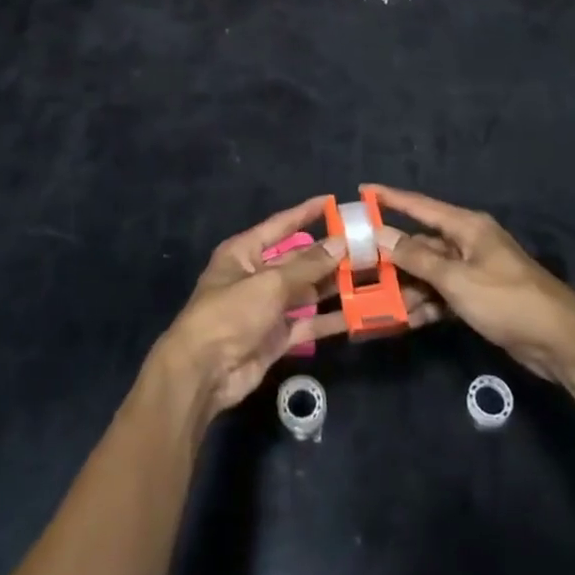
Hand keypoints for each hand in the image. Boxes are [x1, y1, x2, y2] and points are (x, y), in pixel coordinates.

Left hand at [153, 198, 442, 417]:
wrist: (204, 372)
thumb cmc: (230, 313)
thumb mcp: (269, 283)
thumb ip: (307, 265)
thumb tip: (341, 242)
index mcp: (244, 252)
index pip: (280, 225)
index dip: (306, 213)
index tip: (334, 202)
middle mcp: (256, 275)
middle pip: (298, 259)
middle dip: (329, 254)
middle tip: (366, 246)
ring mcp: (268, 308)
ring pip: (307, 292)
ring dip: (334, 286)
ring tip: (371, 276)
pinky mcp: (278, 337)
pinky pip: (309, 324)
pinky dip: (331, 320)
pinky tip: (360, 314)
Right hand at [368, 184, 574, 380]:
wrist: (561, 342)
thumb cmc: (507, 300)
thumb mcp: (456, 280)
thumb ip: (416, 258)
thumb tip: (380, 235)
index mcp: (466, 227)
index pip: (419, 206)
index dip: (389, 198)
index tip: (360, 191)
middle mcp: (468, 243)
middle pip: (421, 243)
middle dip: (392, 256)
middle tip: (358, 265)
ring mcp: (474, 272)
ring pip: (429, 273)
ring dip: (407, 287)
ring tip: (377, 302)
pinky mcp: (479, 298)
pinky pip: (443, 295)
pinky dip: (426, 306)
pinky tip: (406, 320)